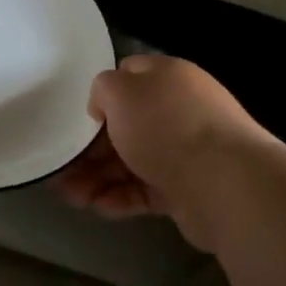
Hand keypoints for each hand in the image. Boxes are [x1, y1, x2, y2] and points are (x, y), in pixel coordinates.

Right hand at [55, 53, 272, 250]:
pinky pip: (144, 190)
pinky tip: (97, 207)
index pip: (128, 78)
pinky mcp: (185, 189)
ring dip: (97, 178)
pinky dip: (119, 198)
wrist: (224, 183)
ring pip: (130, 162)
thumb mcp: (120, 91)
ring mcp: (184, 152)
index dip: (99, 96)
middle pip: (125, 126)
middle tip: (62, 168)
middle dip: (90, 148)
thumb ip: (102, 89)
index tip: (76, 119)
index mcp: (167, 78)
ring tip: (70, 196)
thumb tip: (104, 107)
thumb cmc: (165, 126)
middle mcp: (178, 111)